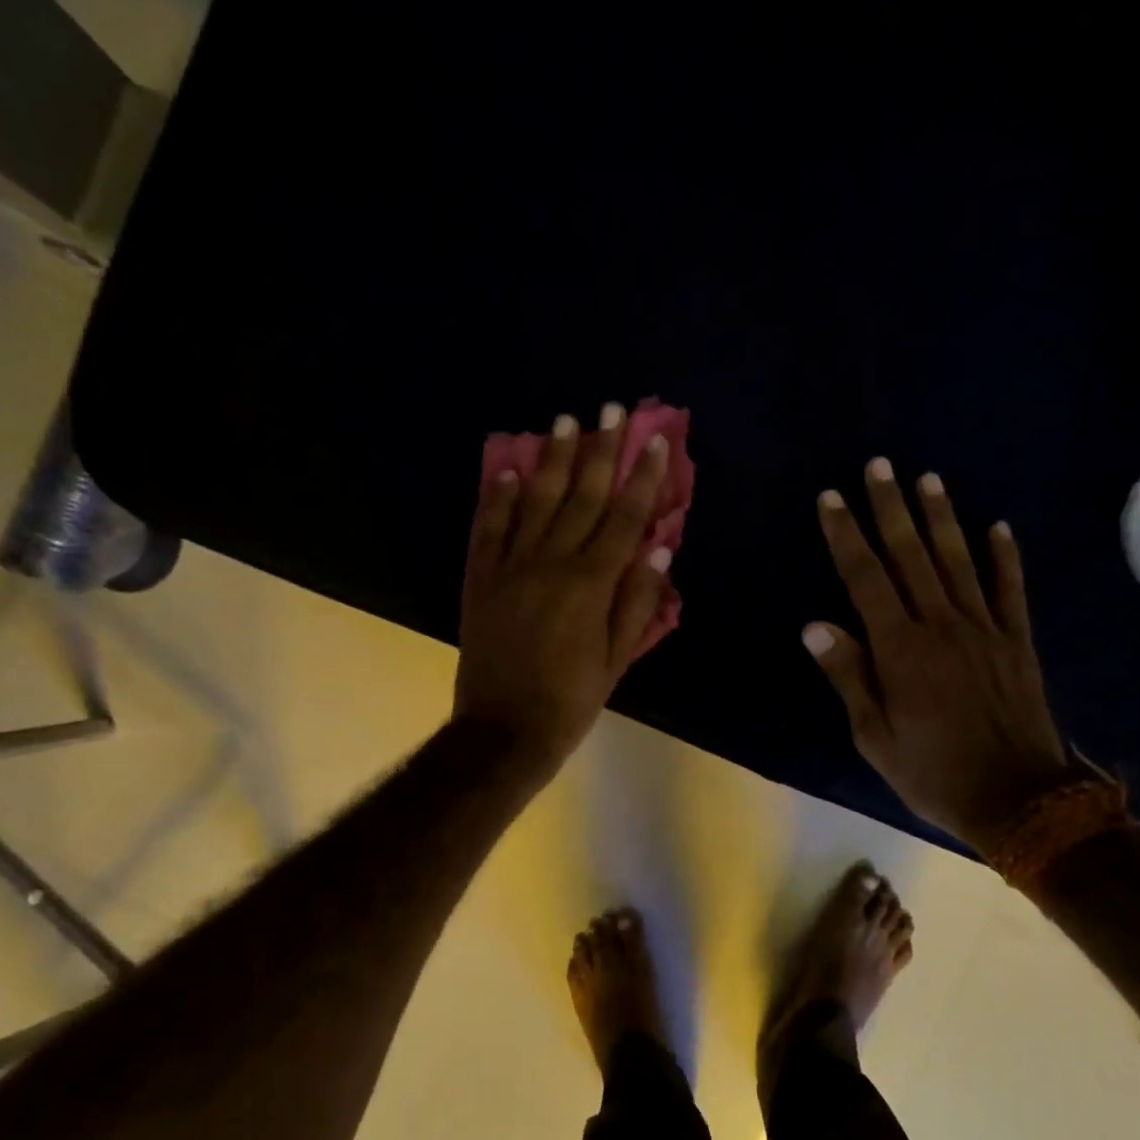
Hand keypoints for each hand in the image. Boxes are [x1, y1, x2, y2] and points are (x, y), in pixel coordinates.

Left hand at [455, 403, 671, 776]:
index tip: (655, 441)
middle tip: (613, 409)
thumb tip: (658, 547)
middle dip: (602, 451)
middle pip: (582, 497)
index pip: (624, 519)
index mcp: (590, 584)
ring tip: (567, 421)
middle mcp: (551, 563)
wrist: (504, 730)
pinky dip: (497, 497)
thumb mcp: (618, 659)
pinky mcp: (480, 579)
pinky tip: (508, 470)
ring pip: (536, 502)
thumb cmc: (571, 700)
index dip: (642, 478)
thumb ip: (638, 601)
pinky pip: (489, 529)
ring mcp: (510, 567)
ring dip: (553, 460)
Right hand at [804, 459, 1073, 851]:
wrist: (1019, 798)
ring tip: (927, 478)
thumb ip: (848, 676)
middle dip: (891, 508)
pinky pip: (1011, 589)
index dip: (847, 536)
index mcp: (900, 650)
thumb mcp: (874, 736)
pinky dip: (1005, 556)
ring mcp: (985, 629)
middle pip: (911, 556)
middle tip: (878, 466)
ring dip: (941, 517)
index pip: (866, 578)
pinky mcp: (1017, 641)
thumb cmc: (932, 772)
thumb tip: (815, 625)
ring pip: (958, 561)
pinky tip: (998, 526)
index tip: (833, 498)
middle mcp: (942, 625)